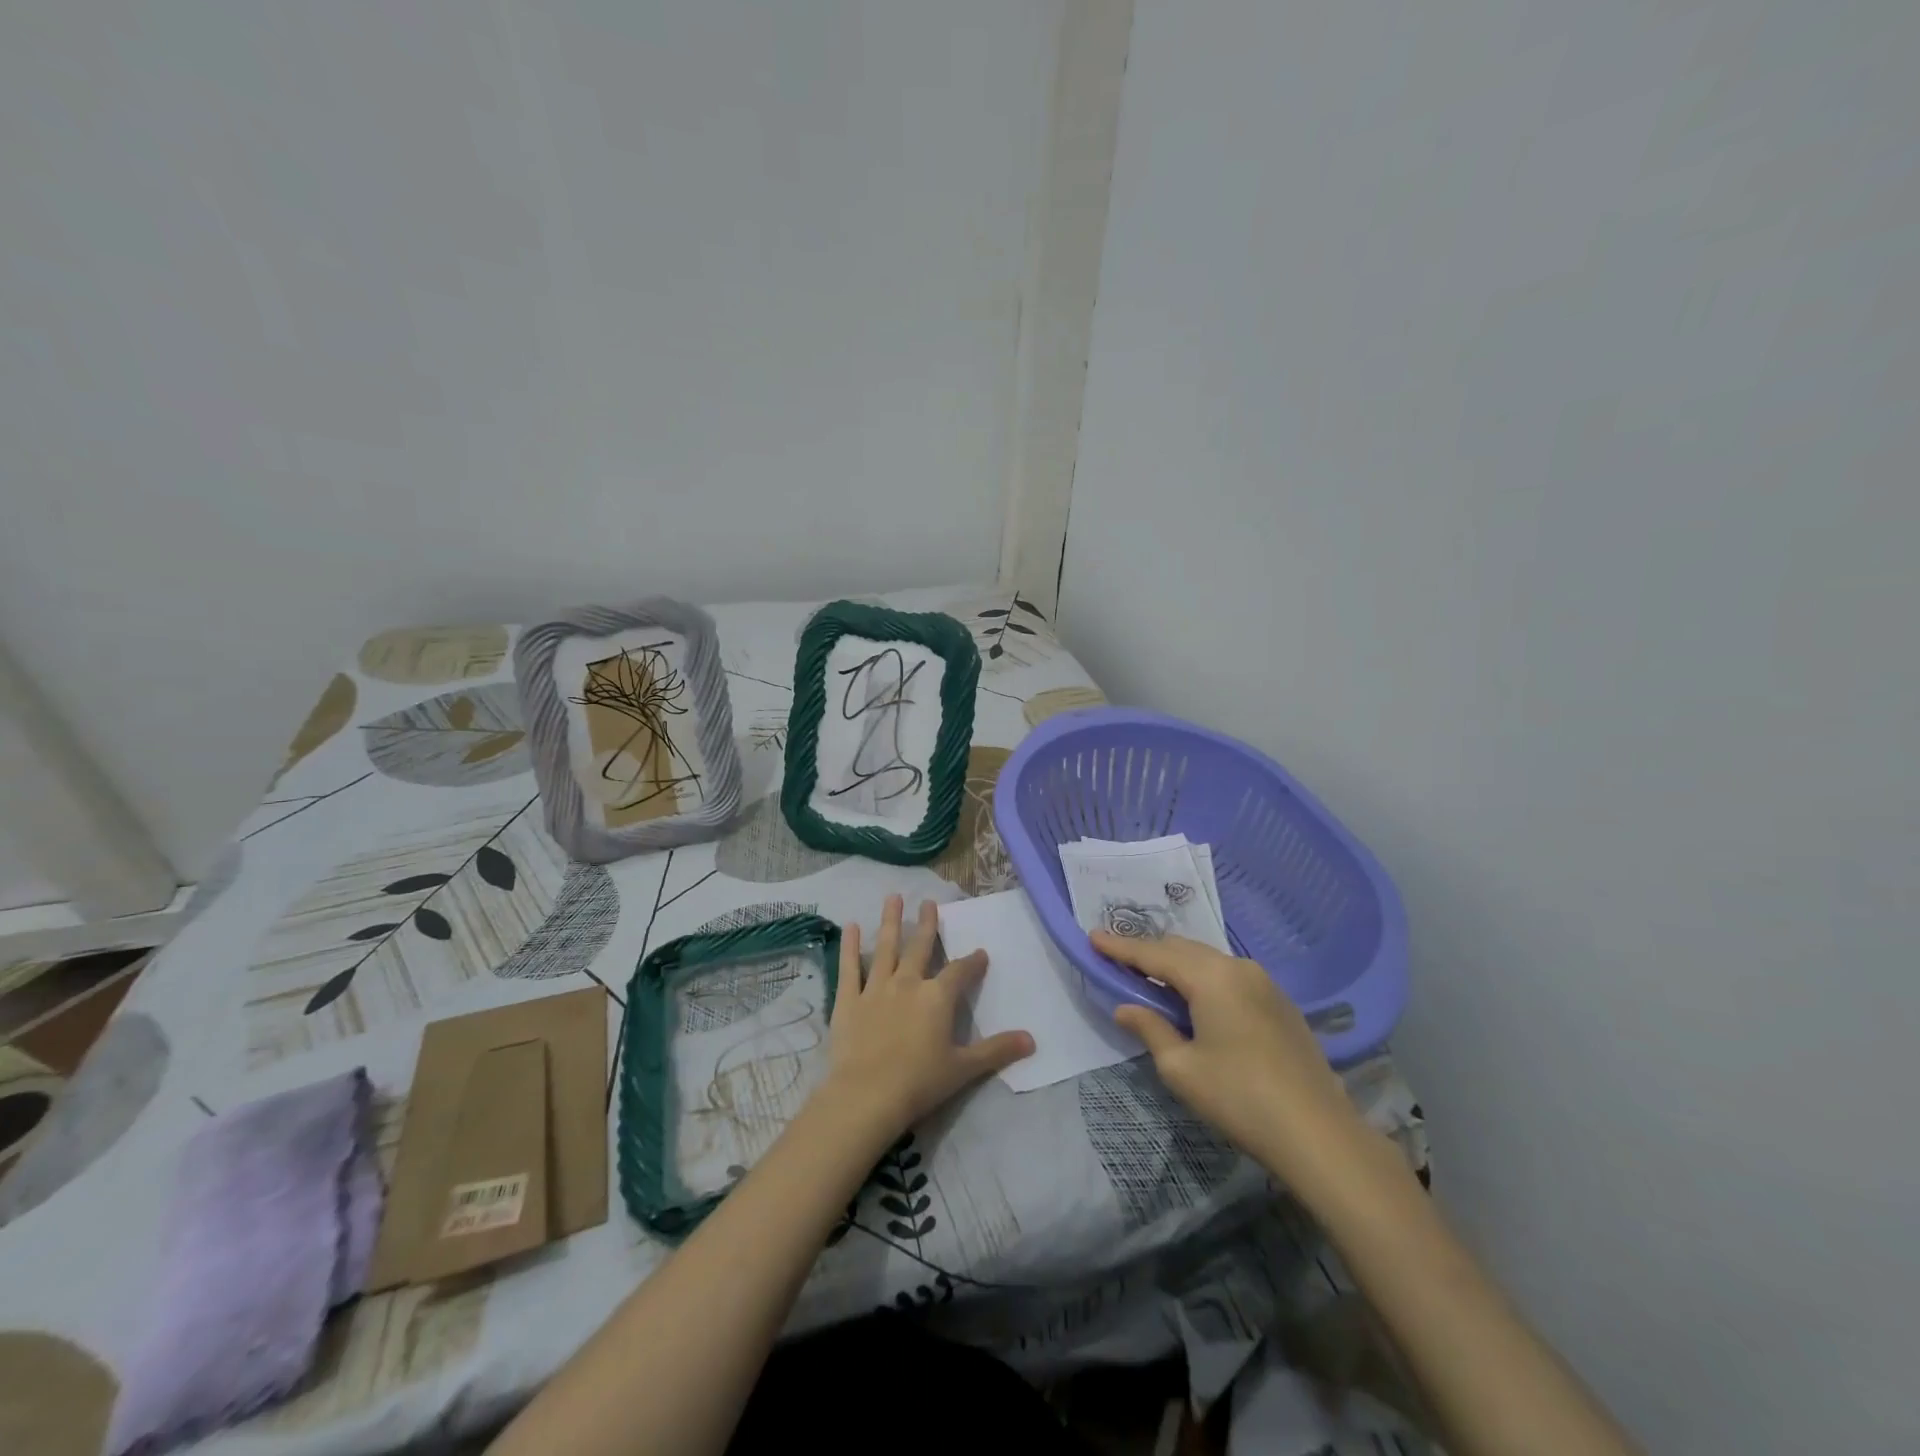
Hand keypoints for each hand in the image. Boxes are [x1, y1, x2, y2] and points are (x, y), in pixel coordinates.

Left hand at [819, 896, 1033, 1143]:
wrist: (867, 1095)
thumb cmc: (920, 1082)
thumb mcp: (964, 1069)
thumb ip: (997, 1050)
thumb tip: (1032, 1040)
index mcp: (937, 997)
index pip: (960, 972)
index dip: (972, 962)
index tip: (981, 953)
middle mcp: (908, 982)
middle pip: (920, 947)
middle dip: (927, 924)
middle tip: (928, 902)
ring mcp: (876, 988)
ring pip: (886, 947)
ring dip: (890, 921)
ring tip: (892, 897)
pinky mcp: (849, 1000)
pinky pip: (849, 967)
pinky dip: (850, 946)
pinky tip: (851, 926)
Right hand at [1094, 932, 1363, 1189]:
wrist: (1319, 1134)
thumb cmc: (1239, 1098)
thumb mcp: (1181, 1068)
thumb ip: (1150, 1029)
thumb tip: (1126, 1007)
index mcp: (1210, 977)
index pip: (1154, 954)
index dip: (1120, 947)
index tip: (1092, 936)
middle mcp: (1238, 967)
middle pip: (1182, 949)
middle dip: (1148, 951)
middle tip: (1117, 958)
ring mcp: (1264, 982)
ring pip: (1208, 960)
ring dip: (1177, 964)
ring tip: (1150, 976)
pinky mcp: (1280, 1003)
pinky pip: (1229, 975)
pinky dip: (1203, 977)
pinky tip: (1193, 997)